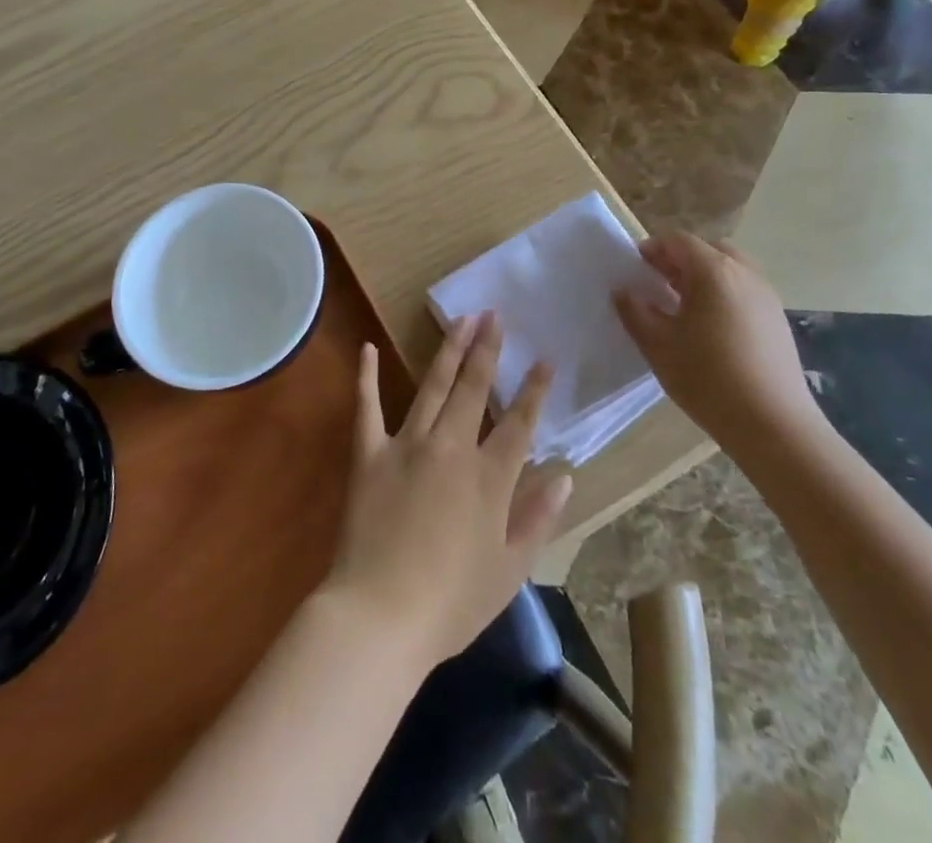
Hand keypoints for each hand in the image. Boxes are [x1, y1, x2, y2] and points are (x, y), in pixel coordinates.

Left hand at [324, 313, 572, 668]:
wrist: (380, 616)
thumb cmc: (451, 603)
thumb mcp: (510, 570)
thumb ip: (538, 518)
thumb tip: (565, 476)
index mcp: (489, 478)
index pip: (519, 423)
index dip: (534, 389)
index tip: (544, 358)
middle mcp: (451, 448)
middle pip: (474, 389)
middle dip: (487, 349)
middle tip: (495, 315)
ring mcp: (407, 445)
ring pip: (433, 386)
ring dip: (448, 350)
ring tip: (461, 319)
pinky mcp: (368, 453)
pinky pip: (367, 407)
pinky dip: (366, 376)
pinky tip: (368, 347)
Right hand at [612, 233, 822, 452]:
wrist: (774, 425)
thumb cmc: (708, 379)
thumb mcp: (658, 345)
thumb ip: (635, 311)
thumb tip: (624, 291)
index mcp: (713, 271)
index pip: (678, 241)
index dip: (652, 249)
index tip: (634, 271)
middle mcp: (744, 273)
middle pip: (707, 249)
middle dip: (679, 261)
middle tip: (657, 285)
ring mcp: (766, 296)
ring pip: (729, 269)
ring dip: (702, 277)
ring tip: (681, 307)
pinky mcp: (777, 319)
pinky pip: (744, 290)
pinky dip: (723, 294)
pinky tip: (710, 329)